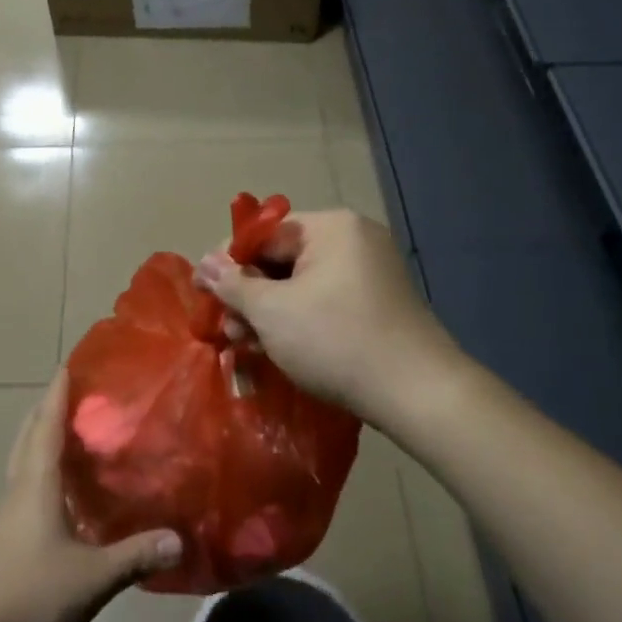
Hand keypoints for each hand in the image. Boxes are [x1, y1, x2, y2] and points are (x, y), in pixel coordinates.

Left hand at [0, 373, 180, 621]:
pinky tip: (58, 496)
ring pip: (22, 462)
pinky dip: (39, 474)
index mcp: (36, 483)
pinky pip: (22, 489)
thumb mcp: (91, 578)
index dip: (58, 394)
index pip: (47, 424)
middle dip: (47, 410)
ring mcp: (3, 515)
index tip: (68, 365)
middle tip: (72, 395)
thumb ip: (135, 556)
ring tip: (69, 437)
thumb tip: (178, 539)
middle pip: (28, 436)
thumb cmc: (26, 594)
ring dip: (40, 440)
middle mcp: (16, 488)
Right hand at [196, 208, 461, 417]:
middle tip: (226, 329)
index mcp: (331, 227)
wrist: (418, 393)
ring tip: (246, 346)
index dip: (228, 262)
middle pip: (282, 260)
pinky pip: (323, 301)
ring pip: (300, 285)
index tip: (204, 292)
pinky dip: (297, 321)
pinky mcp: (376, 305)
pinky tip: (277, 349)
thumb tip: (204, 263)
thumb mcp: (272, 312)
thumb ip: (233, 284)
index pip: (263, 234)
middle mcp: (352, 240)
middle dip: (248, 295)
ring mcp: (369, 272)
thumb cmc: (336, 340)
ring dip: (269, 313)